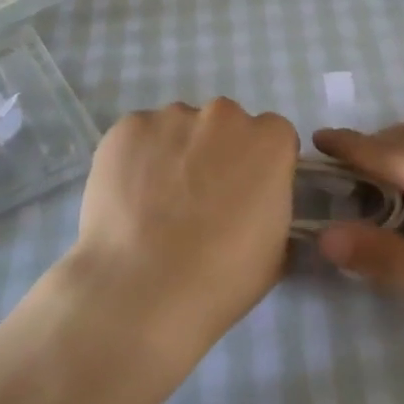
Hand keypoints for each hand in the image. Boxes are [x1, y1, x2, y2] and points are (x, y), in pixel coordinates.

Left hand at [58, 99, 299, 362]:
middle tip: (201, 198)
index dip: (260, 165)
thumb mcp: (276, 247)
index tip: (246, 193)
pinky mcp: (127, 128)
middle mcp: (224, 115)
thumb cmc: (222, 275)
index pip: (273, 137)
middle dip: (218, 152)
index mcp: (270, 140)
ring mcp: (172, 117)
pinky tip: (130, 197)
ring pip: (180, 128)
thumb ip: (273, 206)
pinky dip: (138, 158)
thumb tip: (256, 202)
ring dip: (177, 152)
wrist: (143, 288)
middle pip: (226, 125)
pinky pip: (139, 137)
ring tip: (158, 202)